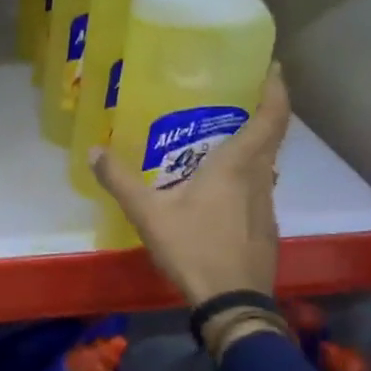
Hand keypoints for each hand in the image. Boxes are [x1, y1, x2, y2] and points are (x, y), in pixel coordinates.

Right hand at [91, 63, 291, 327]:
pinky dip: (244, 177)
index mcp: (237, 166)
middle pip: (271, 138)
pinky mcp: (265, 228)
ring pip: (264, 166)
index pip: (271, 117)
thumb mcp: (148, 213)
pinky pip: (257, 190)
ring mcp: (266, 206)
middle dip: (260, 113)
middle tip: (234, 98)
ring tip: (219, 141)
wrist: (231, 303)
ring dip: (251, 148)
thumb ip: (120, 180)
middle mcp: (259, 179)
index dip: (276, 89)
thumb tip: (94, 150)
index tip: (273, 67)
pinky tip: (217, 191)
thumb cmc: (194, 248)